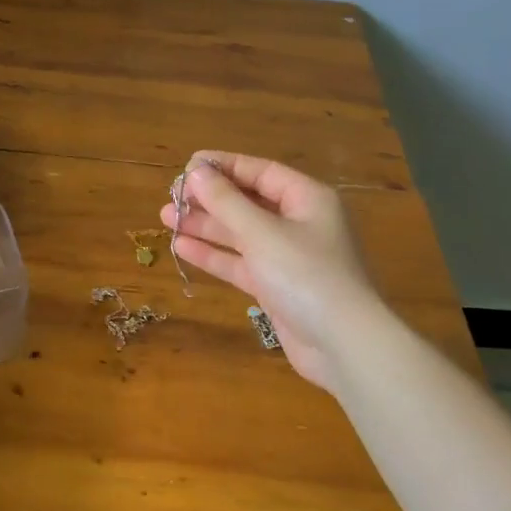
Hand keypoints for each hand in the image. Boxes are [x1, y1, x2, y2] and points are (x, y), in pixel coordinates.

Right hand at [160, 152, 385, 392]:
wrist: (343, 344)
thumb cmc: (305, 275)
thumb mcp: (261, 232)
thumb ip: (226, 201)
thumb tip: (196, 171)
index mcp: (307, 198)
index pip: (260, 171)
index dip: (224, 166)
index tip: (187, 166)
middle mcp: (299, 222)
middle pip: (249, 202)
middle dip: (210, 199)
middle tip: (171, 197)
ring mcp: (288, 257)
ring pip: (241, 233)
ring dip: (206, 226)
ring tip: (167, 218)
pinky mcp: (277, 287)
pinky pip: (241, 262)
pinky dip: (215, 255)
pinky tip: (183, 247)